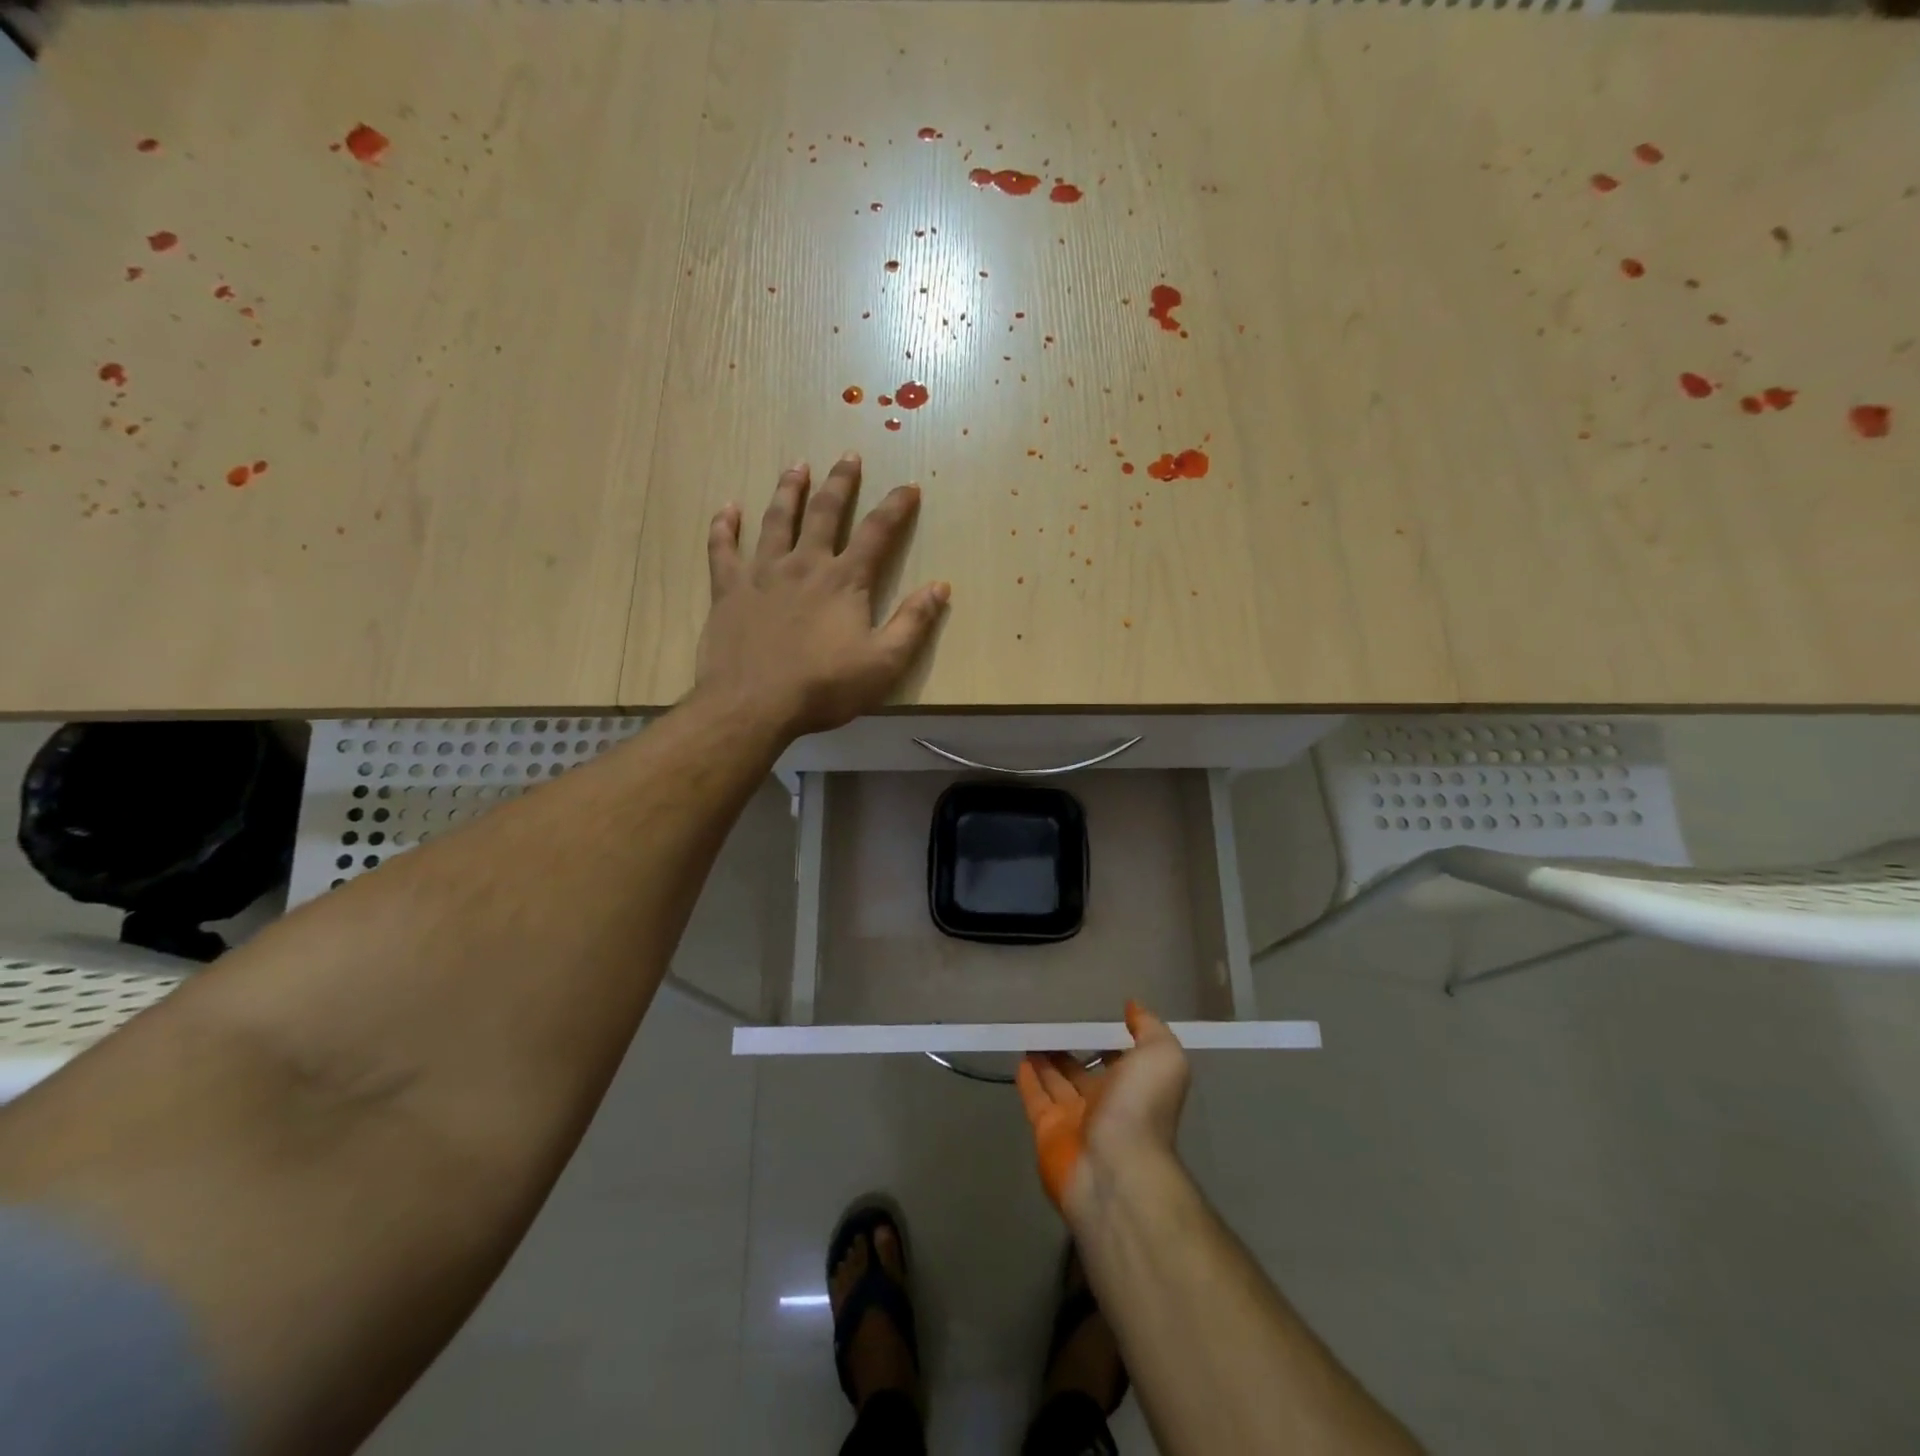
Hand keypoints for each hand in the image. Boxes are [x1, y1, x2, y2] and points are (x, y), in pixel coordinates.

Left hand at [695, 456, 949, 737]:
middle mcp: (804, 565)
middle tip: (848, 457)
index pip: (877, 533)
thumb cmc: (824, 687)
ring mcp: (761, 573)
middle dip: (840, 483)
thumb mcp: (884, 663)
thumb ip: (913, 623)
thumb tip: (940, 587)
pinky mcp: (728, 590)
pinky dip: (724, 527)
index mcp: (844, 581)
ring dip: (788, 491)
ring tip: (796, 466)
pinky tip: (726, 509)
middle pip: (824, 513)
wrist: (753, 704)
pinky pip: (722, 549)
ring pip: (776, 520)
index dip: (895, 507)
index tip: (908, 486)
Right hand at [1016, 1001, 1191, 1220]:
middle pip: (1083, 1072)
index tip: (1092, 1018)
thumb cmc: (1141, 1107)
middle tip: (1052, 1025)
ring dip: (1046, 1061)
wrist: (1116, 1169)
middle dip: (1071, 1051)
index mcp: (1134, 1088)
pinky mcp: (1047, 1132)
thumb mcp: (1162, 1057)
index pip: (1119, 1060)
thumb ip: (1149, 1029)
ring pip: (1057, 1083)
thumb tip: (1133, 1007)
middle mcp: (1106, 1104)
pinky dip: (1027, 1081)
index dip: (1108, 1041)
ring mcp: (1075, 1120)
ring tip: (1032, 1036)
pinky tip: (1020, 1059)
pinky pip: (1036, 1100)